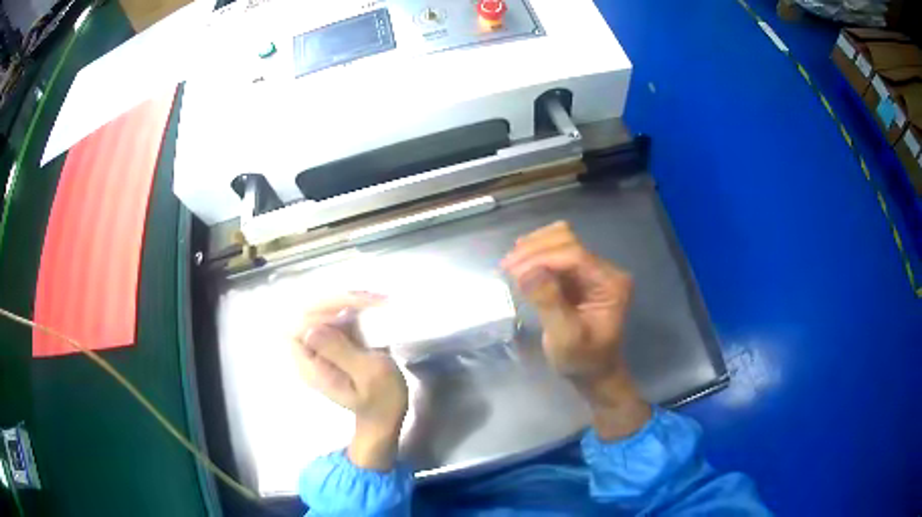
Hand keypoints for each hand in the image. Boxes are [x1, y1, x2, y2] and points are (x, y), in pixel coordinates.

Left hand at [293, 293, 408, 470]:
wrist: (385, 416)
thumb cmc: (382, 400)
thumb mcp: (369, 375)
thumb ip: (341, 351)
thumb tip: (313, 328)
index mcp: (310, 367)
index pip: (298, 327)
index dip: (321, 313)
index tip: (352, 311)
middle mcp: (307, 355)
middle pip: (305, 313)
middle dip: (335, 301)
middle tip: (368, 298)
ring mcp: (317, 349)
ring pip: (318, 311)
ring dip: (344, 301)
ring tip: (374, 299)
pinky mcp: (329, 345)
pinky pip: (330, 317)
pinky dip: (348, 307)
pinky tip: (369, 305)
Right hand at [502, 221, 649, 438]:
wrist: (592, 372)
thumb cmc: (582, 360)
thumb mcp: (565, 338)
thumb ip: (549, 303)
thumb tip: (526, 271)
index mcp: (610, 283)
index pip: (575, 255)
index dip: (541, 257)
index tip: (512, 269)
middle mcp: (604, 269)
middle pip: (567, 240)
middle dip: (534, 250)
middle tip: (506, 268)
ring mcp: (591, 269)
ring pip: (560, 240)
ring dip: (533, 248)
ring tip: (510, 266)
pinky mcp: (577, 273)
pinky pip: (555, 252)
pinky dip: (535, 254)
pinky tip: (519, 266)